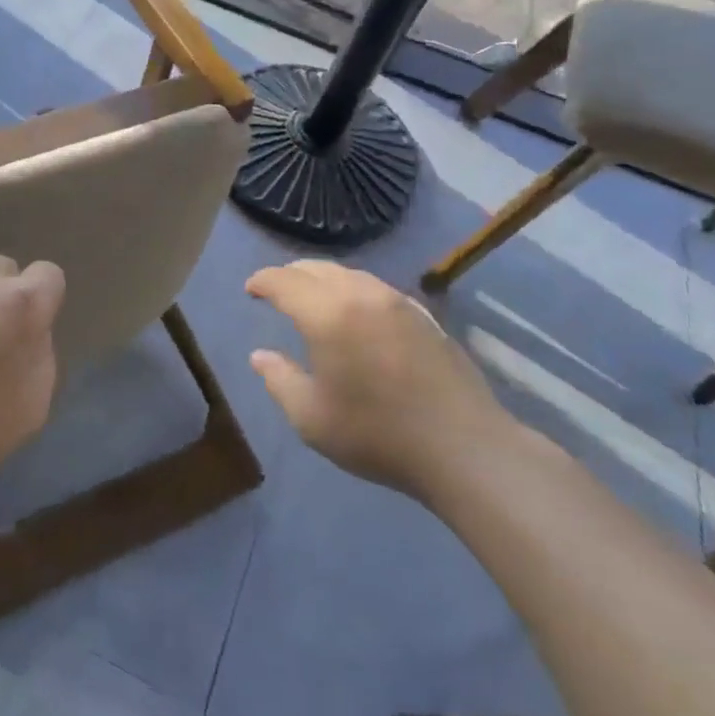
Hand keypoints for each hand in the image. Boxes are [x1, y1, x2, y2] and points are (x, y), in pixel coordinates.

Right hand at [245, 261, 507, 494]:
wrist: (464, 447)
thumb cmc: (377, 433)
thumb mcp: (311, 417)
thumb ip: (279, 379)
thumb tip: (260, 355)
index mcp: (328, 313)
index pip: (284, 281)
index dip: (263, 281)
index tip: (250, 289)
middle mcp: (362, 295)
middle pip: (317, 268)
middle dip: (290, 274)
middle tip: (276, 290)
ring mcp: (398, 302)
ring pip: (350, 274)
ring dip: (323, 280)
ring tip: (313, 298)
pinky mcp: (424, 316)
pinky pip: (376, 288)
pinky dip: (353, 290)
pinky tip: (356, 313)